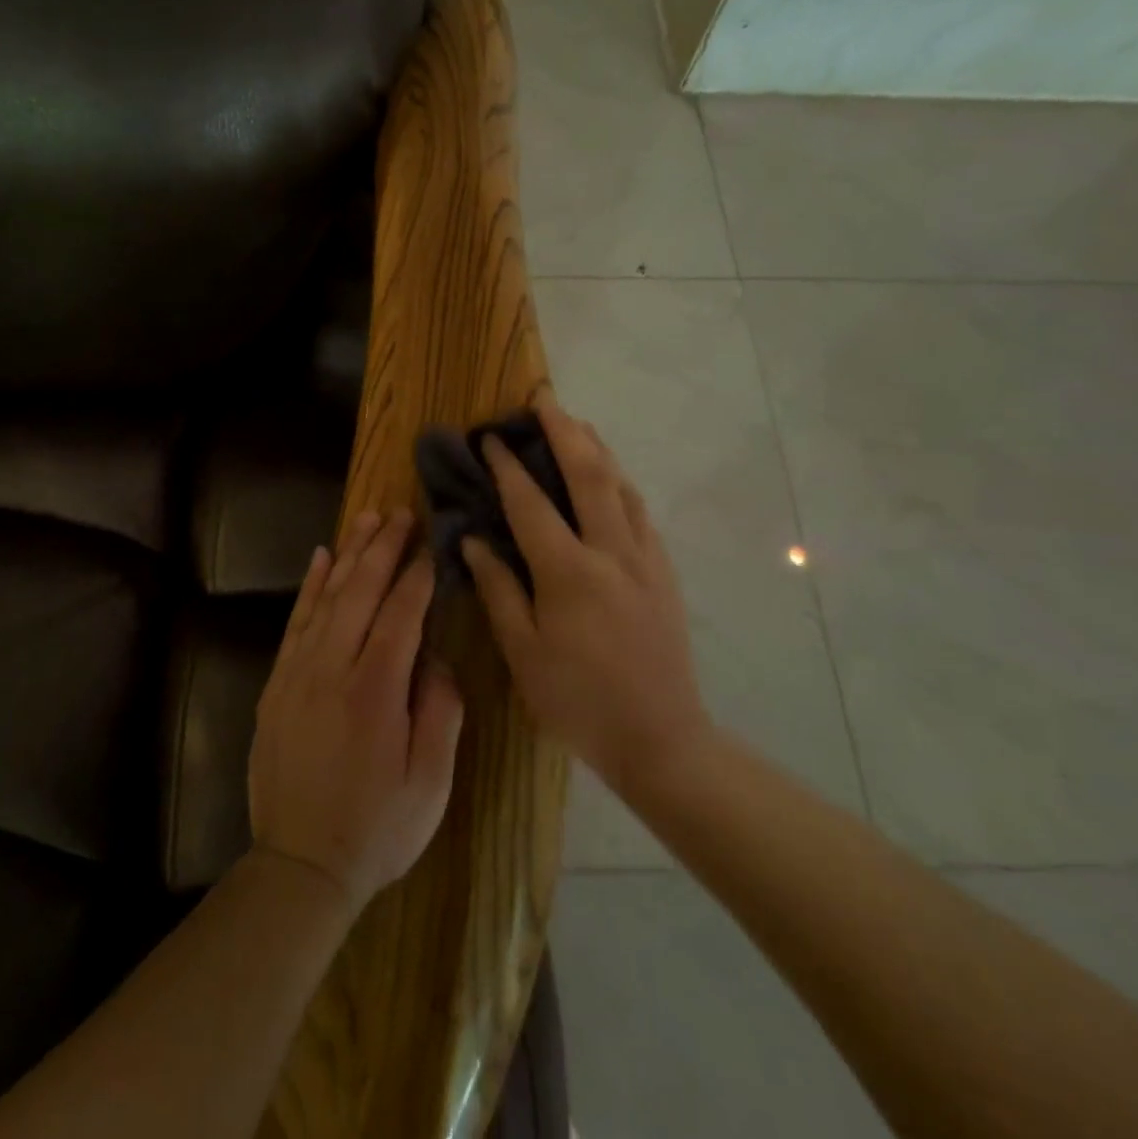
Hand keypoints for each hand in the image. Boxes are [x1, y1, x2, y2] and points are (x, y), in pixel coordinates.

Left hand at [248, 509, 464, 917]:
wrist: (300, 866)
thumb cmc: (378, 828)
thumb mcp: (432, 781)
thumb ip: (440, 709)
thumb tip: (433, 656)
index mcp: (375, 691)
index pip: (401, 614)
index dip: (419, 575)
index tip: (433, 544)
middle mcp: (332, 669)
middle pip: (360, 592)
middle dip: (383, 547)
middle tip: (400, 512)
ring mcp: (297, 673)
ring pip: (326, 597)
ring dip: (348, 553)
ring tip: (367, 518)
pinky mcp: (276, 684)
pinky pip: (295, 621)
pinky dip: (310, 586)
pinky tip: (321, 558)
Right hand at [463, 397, 707, 797]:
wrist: (662, 739)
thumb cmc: (578, 701)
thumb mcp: (523, 653)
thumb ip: (498, 589)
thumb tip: (473, 539)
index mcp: (569, 572)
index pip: (530, 503)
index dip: (507, 466)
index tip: (489, 436)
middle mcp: (611, 552)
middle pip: (588, 473)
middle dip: (563, 430)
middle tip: (543, 399)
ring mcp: (645, 559)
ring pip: (621, 485)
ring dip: (596, 448)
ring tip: (575, 424)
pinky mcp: (664, 572)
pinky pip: (639, 511)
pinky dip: (618, 482)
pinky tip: (608, 480)